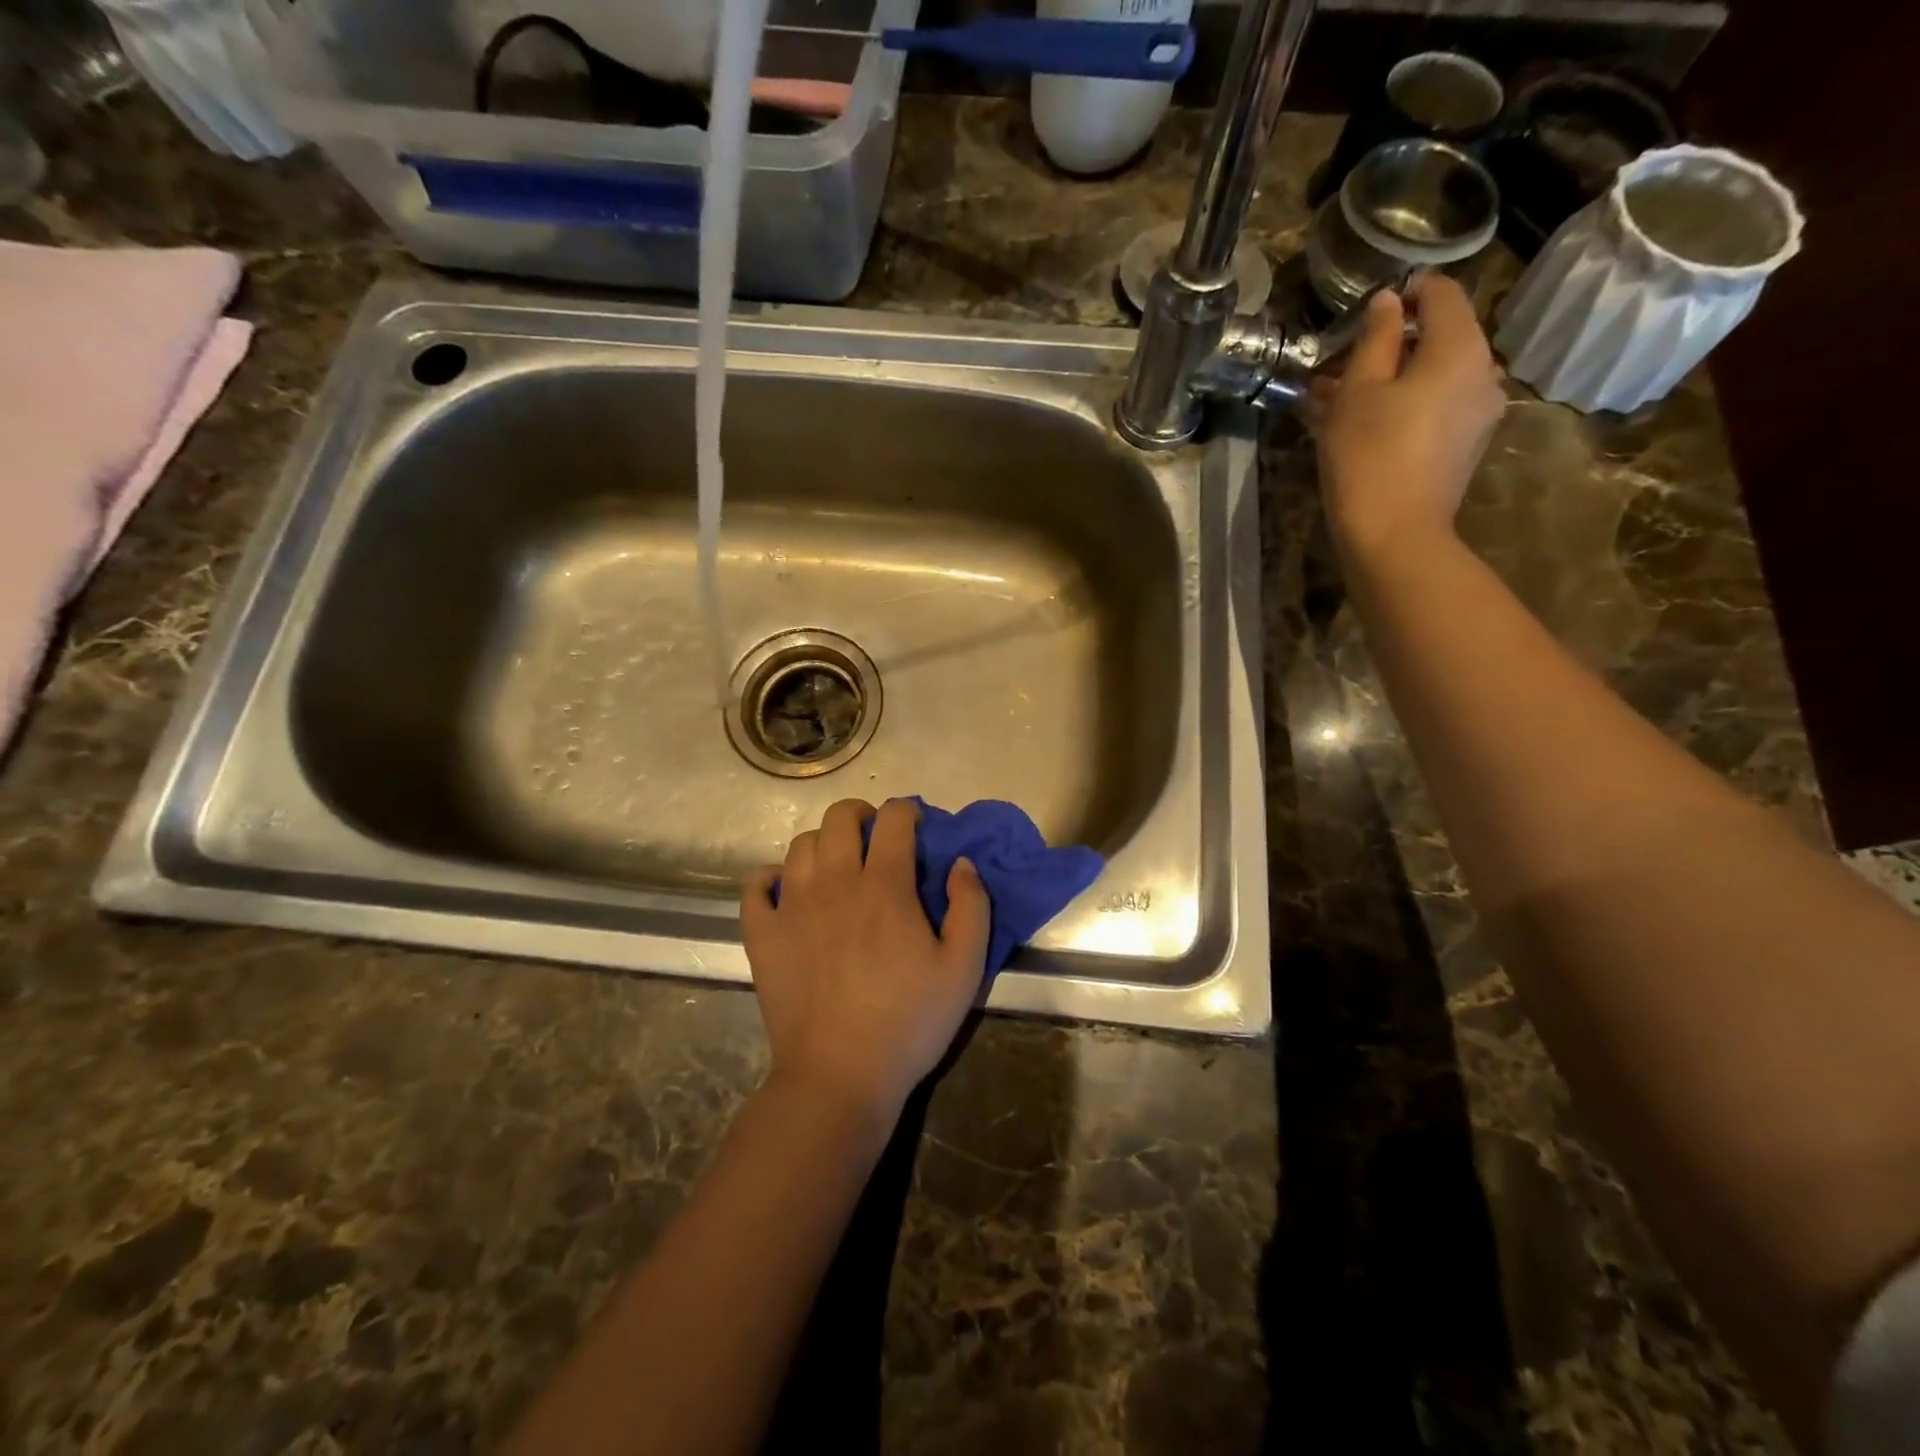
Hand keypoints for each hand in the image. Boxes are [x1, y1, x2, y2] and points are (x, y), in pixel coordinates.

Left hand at [741, 798, 991, 1125]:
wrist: (840, 1076)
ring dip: (822, 843)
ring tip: (836, 866)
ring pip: (799, 844)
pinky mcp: (763, 934)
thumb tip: (961, 862)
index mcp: (885, 885)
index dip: (908, 810)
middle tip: (875, 839)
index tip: (917, 825)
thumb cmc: (909, 1022)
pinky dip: (770, 877)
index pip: (894, 819)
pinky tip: (786, 890)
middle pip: (839, 818)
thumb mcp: (964, 968)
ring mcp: (792, 906)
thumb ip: (971, 906)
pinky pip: (756, 885)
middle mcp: (835, 882)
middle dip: (862, 815)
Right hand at [1314, 275, 1506, 563]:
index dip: (1408, 291)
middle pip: (1441, 337)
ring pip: (1434, 376)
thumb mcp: (1357, 392)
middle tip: (1345, 361)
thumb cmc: (1368, 456)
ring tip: (1342, 397)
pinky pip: (1436, 406)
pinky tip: (1365, 423)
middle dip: (1394, 343)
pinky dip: (1404, 404)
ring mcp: (1479, 412)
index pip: (1442, 295)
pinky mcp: (1466, 445)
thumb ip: (1375, 339)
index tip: (1371, 307)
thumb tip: (1386, 302)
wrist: (1394, 534)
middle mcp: (1483, 372)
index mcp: (1459, 349)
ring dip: (1393, 378)